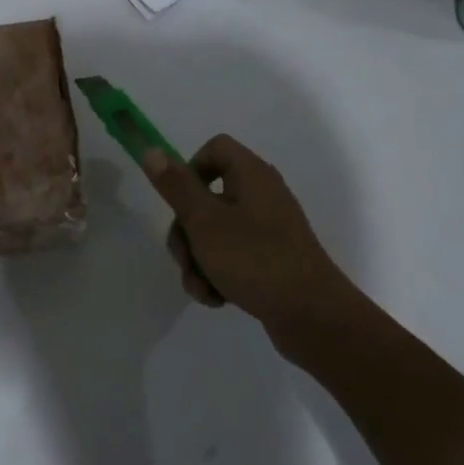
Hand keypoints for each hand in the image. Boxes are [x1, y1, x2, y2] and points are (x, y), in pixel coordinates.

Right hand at [141, 134, 367, 338]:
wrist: (311, 315)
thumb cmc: (254, 260)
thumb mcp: (204, 221)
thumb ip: (176, 186)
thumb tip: (152, 150)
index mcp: (251, 175)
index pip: (214, 148)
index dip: (190, 170)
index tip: (180, 202)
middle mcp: (261, 195)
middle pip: (205, 197)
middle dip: (186, 232)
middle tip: (185, 258)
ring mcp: (267, 229)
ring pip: (213, 233)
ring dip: (197, 260)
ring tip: (202, 288)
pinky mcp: (269, 258)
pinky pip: (231, 256)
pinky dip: (217, 274)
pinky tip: (217, 298)